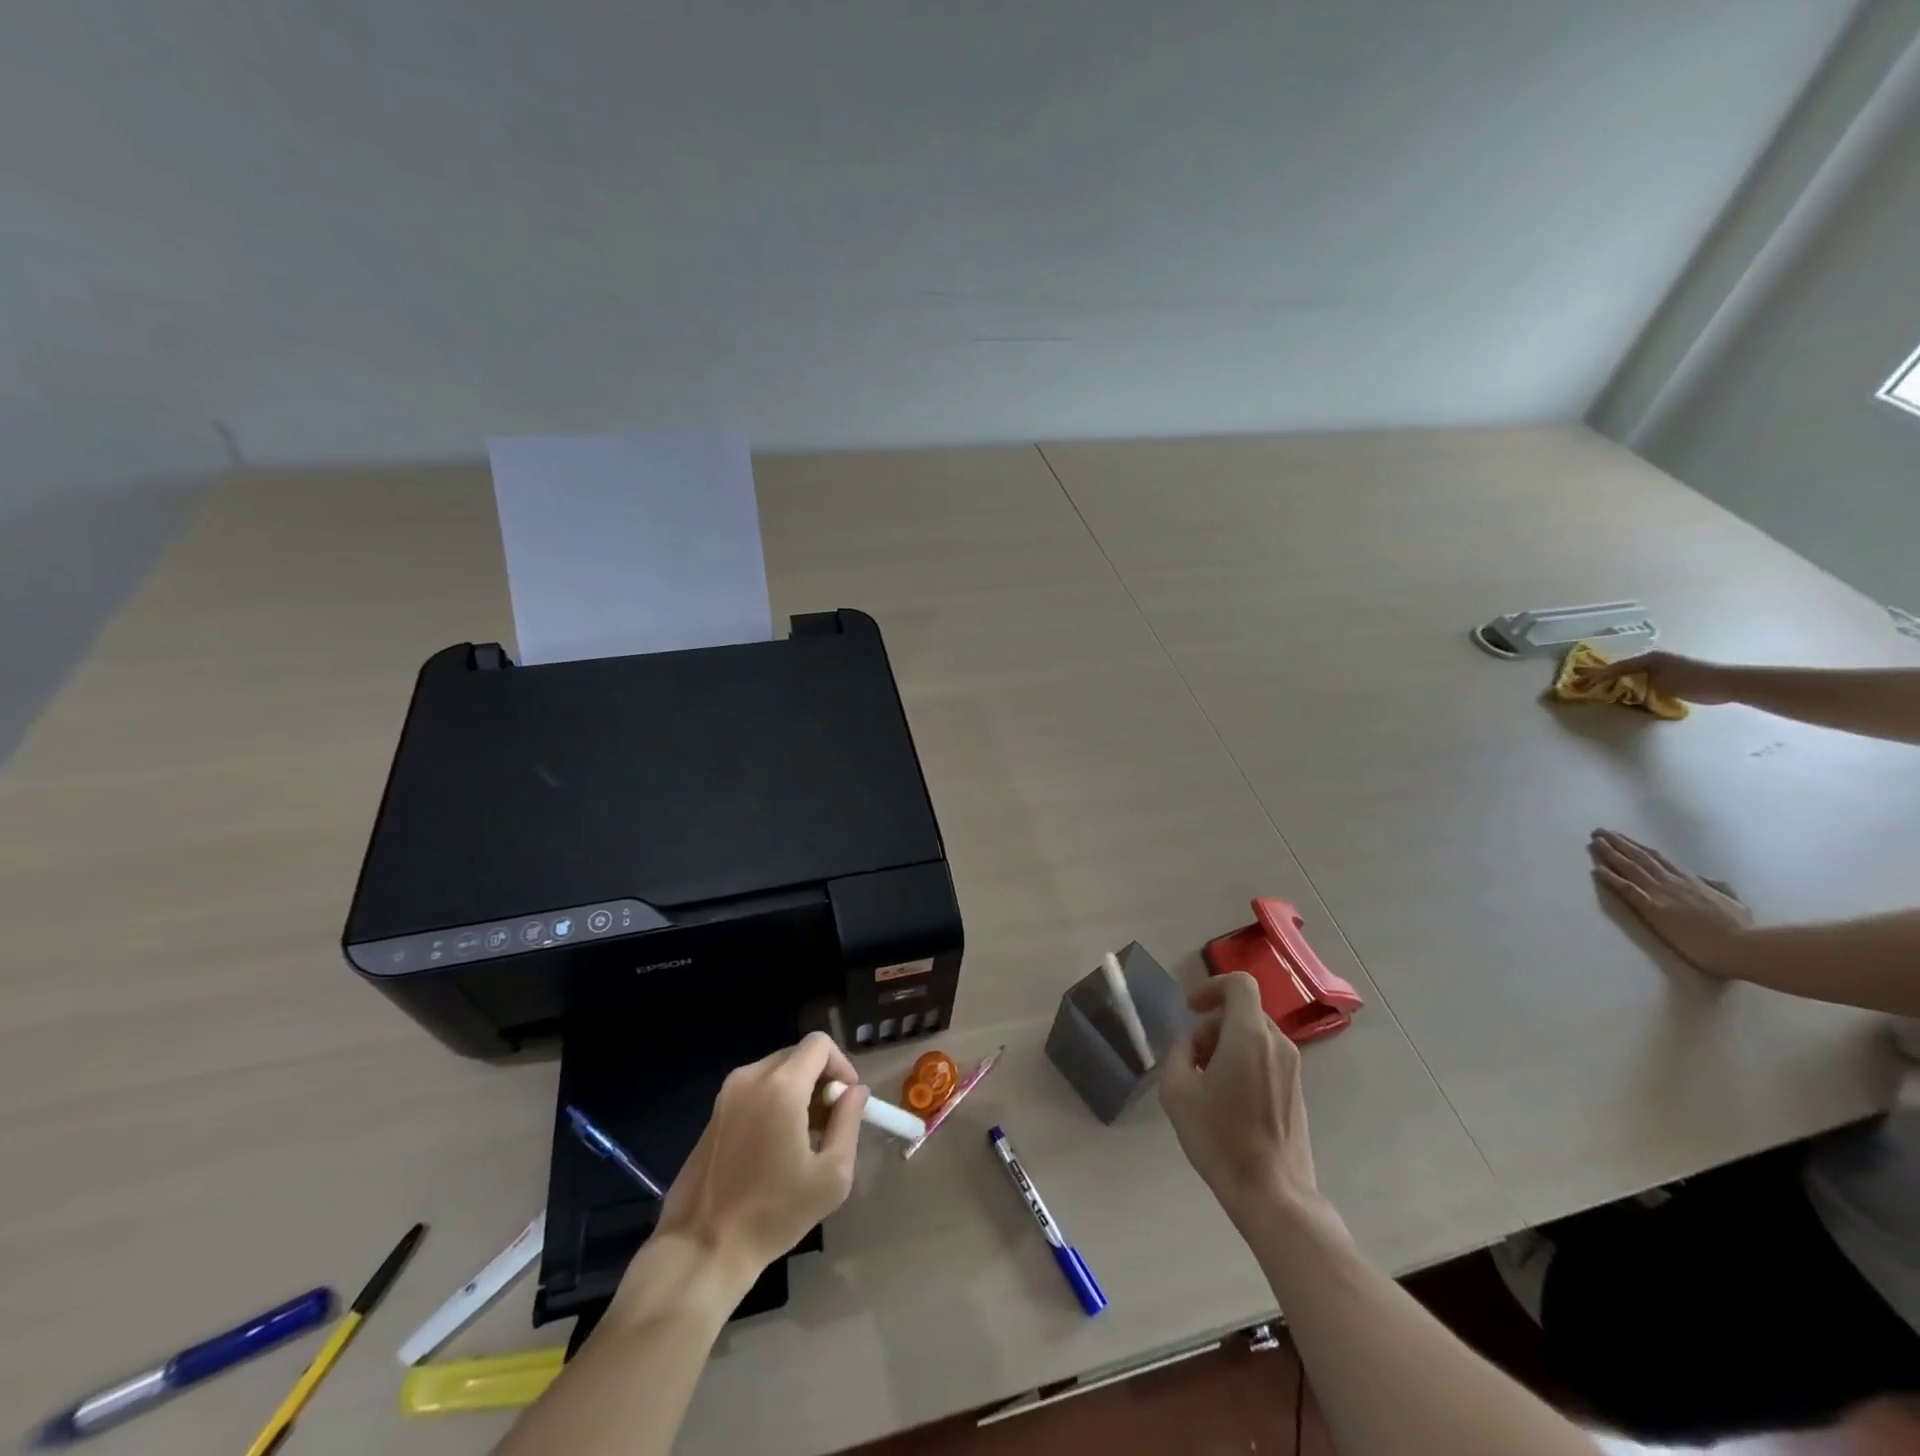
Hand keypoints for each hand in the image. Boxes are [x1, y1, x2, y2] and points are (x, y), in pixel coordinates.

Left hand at [653, 1032, 867, 1282]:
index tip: (847, 1101)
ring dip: (798, 1091)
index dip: (841, 1065)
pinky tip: (775, 1147)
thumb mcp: (831, 1175)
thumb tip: (855, 1092)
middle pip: (798, 1055)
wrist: (702, 1249)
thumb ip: (849, 1122)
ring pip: (776, 1071)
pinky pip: (755, 1089)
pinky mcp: (714, 1113)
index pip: (820, 1043)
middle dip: (820, 1080)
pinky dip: (774, 1102)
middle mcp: (751, 1078)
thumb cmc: (772, 1214)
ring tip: (805, 1138)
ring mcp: (727, 1094)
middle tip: (829, 1123)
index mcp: (781, 1086)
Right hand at [1160, 973, 1317, 1221]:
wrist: (1273, 1194)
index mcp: (1250, 1035)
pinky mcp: (1296, 1090)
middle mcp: (1277, 1044)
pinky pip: (1266, 1056)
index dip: (1211, 986)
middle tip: (1192, 1056)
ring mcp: (1292, 1068)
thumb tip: (1190, 1046)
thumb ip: (1178, 1052)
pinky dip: (1244, 1060)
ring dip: (1226, 1043)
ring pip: (1254, 1034)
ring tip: (1206, 1081)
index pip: (1239, 983)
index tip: (1191, 1009)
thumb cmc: (1220, 1138)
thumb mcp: (1177, 1090)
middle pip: (1243, 1010)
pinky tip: (1228, 1098)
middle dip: (1212, 1023)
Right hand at [1572, 651, 1739, 704]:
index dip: (1599, 675)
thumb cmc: (1693, 681)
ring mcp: (1664, 667)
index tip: (1583, 683)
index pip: (1617, 667)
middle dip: (1606, 676)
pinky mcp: (1672, 676)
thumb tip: (1618, 685)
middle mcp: (1654, 660)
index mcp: (1649, 659)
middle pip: (1624, 668)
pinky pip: (1645, 679)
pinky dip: (1634, 684)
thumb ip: (1638, 682)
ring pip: (1634, 674)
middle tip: (1589, 685)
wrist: (1728, 683)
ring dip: (1620, 680)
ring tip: (1605, 689)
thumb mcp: (1660, 681)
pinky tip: (1629, 691)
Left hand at [1589, 829, 1752, 975]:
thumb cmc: (1742, 929)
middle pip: (1640, 857)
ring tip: (1594, 841)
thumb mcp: (1734, 902)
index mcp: (1691, 881)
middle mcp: (1673, 882)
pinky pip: (1627, 888)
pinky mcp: (1653, 908)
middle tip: (1598, 832)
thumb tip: (1708, 879)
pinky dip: (1611, 877)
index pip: (1658, 858)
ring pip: (1630, 867)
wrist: (1744, 945)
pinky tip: (1596, 869)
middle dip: (1618, 843)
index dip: (1637, 847)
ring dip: (1609, 853)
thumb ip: (1719, 888)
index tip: (1621, 837)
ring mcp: (1662, 894)